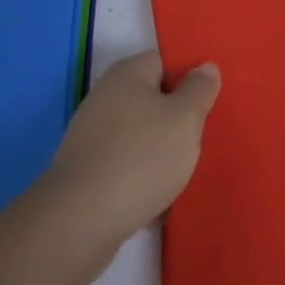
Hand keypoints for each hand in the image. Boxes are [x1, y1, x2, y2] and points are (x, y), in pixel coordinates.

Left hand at [43, 51, 220, 251]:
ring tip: (179, 176)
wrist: (79, 222)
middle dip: (175, 122)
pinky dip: (140, 179)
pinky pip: (124, 165)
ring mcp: (91, 134)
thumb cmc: (140, 158)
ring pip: (140, 135)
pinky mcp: (85, 170)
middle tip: (195, 143)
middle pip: (153, 100)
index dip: (188, 81)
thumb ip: (200, 89)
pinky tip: (155, 200)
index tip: (205, 107)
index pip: (165, 62)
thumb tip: (205, 67)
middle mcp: (105, 96)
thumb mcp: (185, 119)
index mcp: (128, 73)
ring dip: (159, 153)